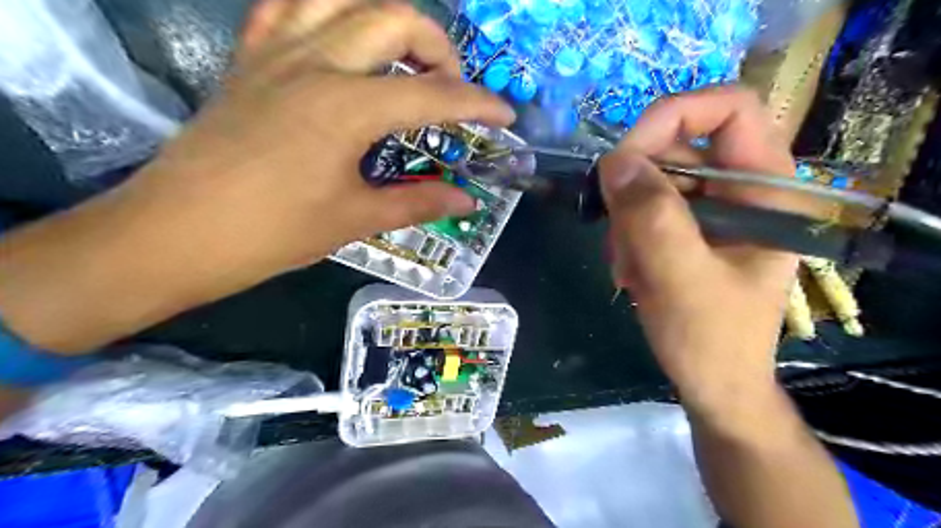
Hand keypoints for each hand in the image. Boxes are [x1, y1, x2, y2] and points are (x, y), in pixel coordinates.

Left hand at [130, 0, 513, 279]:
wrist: (178, 233)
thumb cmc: (272, 232)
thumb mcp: (355, 219)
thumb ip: (417, 201)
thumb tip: (466, 200)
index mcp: (347, 107)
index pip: (433, 94)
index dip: (478, 104)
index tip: (505, 116)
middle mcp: (316, 63)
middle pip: (394, 18)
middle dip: (438, 47)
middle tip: (450, 87)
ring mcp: (276, 53)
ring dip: (386, 18)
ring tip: (403, 56)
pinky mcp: (249, 59)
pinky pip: (288, 7)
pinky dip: (325, 11)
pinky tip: (340, 39)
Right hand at [602, 88, 808, 411]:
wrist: (713, 383)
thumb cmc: (712, 340)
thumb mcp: (681, 280)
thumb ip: (652, 219)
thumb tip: (614, 161)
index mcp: (766, 190)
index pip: (730, 107)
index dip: (674, 115)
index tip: (624, 158)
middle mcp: (741, 188)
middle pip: (678, 144)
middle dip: (636, 188)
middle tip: (617, 233)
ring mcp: (711, 208)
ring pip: (652, 180)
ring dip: (626, 220)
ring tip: (628, 267)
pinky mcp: (687, 227)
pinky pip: (644, 208)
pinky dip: (626, 235)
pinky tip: (630, 270)